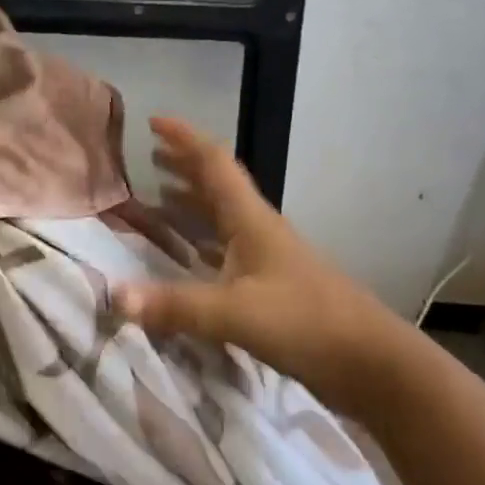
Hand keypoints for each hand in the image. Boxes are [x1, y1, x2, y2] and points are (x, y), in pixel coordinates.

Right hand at [113, 116, 403, 404]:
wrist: (371, 363)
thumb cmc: (305, 322)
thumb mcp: (235, 313)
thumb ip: (175, 305)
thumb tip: (113, 296)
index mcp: (250, 219)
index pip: (214, 163)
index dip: (184, 138)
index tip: (153, 121)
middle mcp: (258, 229)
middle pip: (217, 185)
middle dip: (183, 166)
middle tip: (148, 157)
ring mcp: (268, 258)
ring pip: (222, 217)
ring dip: (191, 202)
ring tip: (158, 197)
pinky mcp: (272, 287)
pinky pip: (226, 250)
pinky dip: (201, 242)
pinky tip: (188, 256)